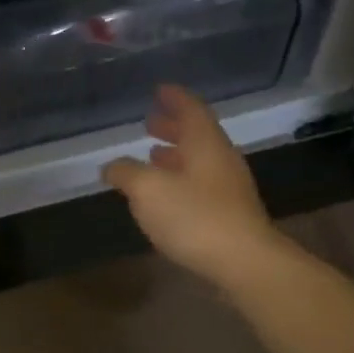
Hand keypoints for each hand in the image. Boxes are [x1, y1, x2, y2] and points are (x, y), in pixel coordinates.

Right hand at [102, 85, 280, 287]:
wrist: (243, 262)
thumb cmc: (194, 217)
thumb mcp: (148, 190)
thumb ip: (126, 173)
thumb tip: (110, 166)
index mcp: (205, 143)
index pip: (191, 109)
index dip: (174, 98)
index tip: (160, 89)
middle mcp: (221, 160)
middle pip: (197, 135)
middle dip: (172, 127)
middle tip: (150, 123)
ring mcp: (229, 189)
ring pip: (199, 162)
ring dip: (176, 157)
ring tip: (152, 157)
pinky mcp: (230, 215)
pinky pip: (201, 186)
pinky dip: (181, 181)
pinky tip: (166, 196)